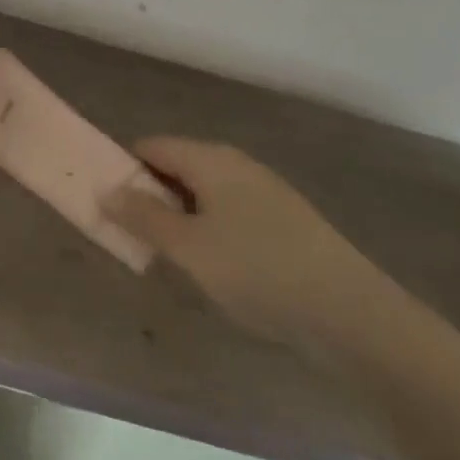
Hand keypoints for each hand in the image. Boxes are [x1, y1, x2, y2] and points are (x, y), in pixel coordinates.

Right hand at [103, 137, 391, 350]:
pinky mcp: (284, 220)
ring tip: (170, 256)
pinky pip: (229, 212)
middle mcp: (235, 163)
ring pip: (204, 192)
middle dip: (151, 196)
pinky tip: (215, 267)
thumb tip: (107, 190)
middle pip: (177, 166)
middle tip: (133, 235)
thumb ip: (143, 217)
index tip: (106, 202)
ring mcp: (264, 190)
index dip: (124, 168)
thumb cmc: (258, 271)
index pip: (151, 146)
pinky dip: (210, 229)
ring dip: (180, 216)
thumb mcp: (189, 247)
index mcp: (210, 158)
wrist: (352, 313)